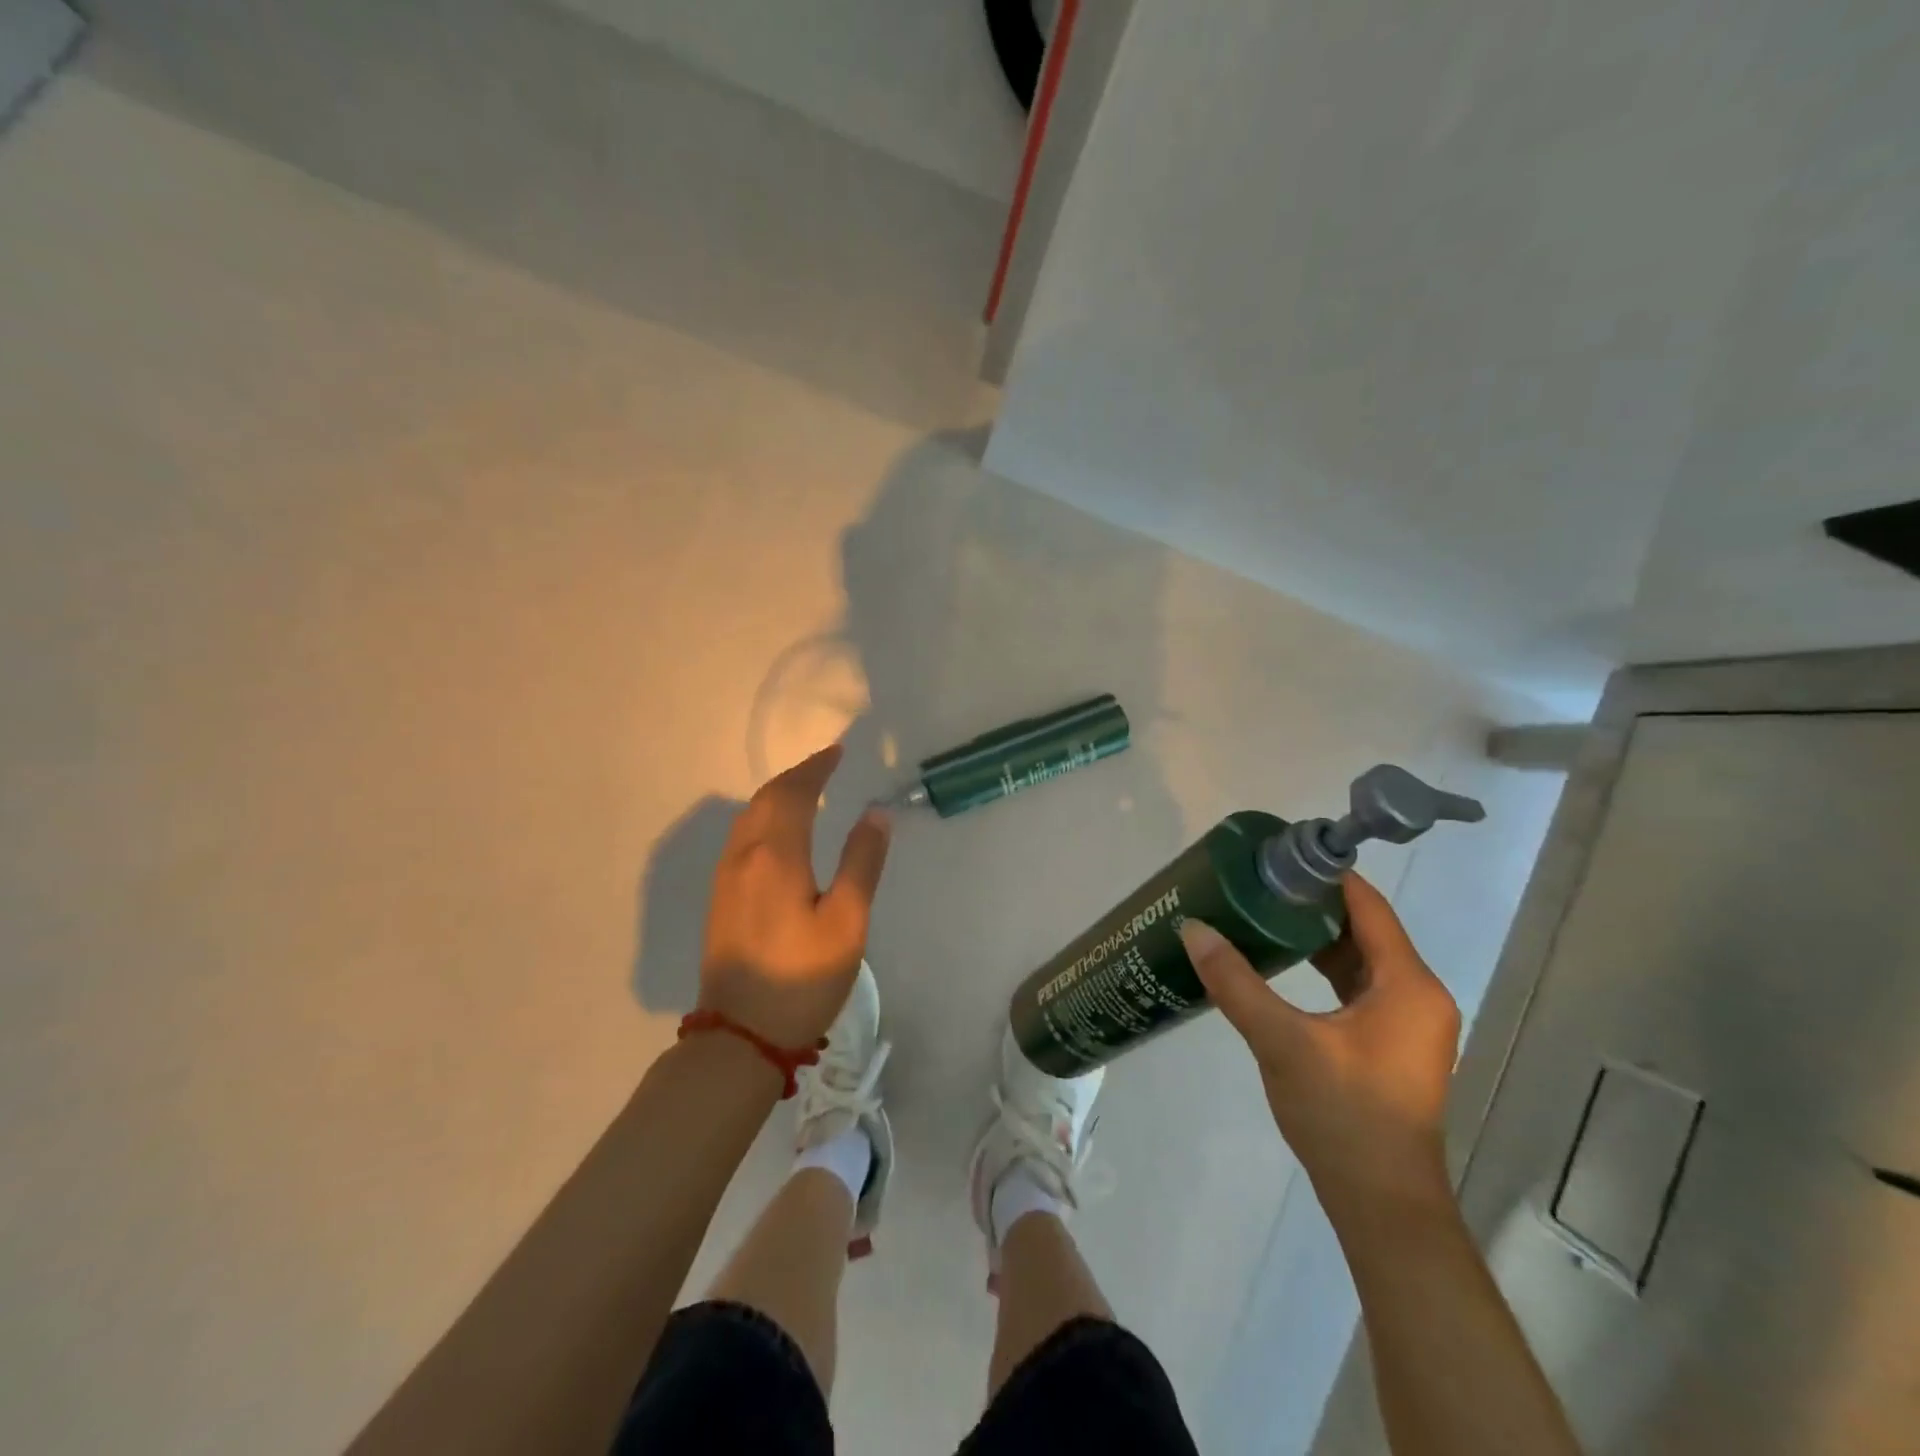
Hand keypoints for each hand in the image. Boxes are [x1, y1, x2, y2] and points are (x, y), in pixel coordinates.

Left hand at [697, 744, 891, 1049]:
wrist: (740, 1034)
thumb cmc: (801, 979)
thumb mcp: (847, 922)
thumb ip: (861, 863)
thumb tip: (875, 814)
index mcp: (775, 855)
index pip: (793, 793)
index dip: (816, 768)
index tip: (838, 751)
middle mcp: (743, 856)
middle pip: (765, 799)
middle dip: (796, 776)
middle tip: (826, 765)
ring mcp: (726, 878)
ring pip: (749, 817)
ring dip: (777, 795)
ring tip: (807, 789)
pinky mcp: (720, 898)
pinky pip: (741, 837)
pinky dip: (764, 817)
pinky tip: (779, 831)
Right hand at [1178, 873, 1461, 1212]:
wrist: (1382, 1204)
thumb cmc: (1344, 1115)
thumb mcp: (1282, 1042)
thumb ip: (1236, 982)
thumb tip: (1193, 928)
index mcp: (1408, 985)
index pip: (1368, 906)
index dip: (1326, 876)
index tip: (1278, 856)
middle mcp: (1418, 996)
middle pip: (1366, 929)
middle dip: (1313, 904)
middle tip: (1258, 884)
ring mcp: (1409, 1023)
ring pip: (1361, 960)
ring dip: (1317, 938)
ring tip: (1263, 915)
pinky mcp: (1392, 1046)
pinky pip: (1359, 988)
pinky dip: (1325, 969)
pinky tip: (1283, 966)